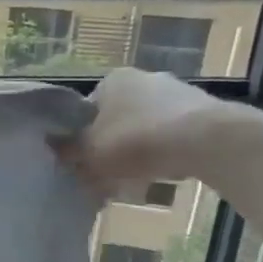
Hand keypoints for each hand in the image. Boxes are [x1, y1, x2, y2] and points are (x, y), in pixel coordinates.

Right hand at [52, 68, 244, 193]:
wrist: (208, 141)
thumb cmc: (137, 140)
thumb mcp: (89, 152)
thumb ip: (67, 152)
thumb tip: (53, 152)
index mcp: (112, 80)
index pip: (85, 111)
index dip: (79, 140)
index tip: (81, 164)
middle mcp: (144, 78)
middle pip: (116, 120)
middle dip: (110, 147)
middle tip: (106, 176)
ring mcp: (178, 92)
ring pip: (144, 129)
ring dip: (137, 153)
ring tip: (134, 183)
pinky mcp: (204, 112)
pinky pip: (173, 137)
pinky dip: (164, 154)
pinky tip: (163, 176)